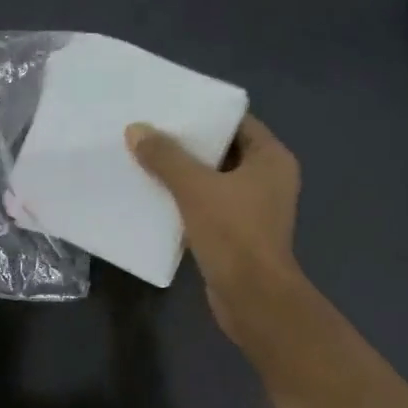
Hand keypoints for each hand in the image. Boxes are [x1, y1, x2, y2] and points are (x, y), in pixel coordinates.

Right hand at [126, 114, 301, 344]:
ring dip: (184, 177)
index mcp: (271, 159)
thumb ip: (166, 158)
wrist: (252, 298)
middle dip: (188, 147)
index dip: (204, 115)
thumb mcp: (195, 190)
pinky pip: (209, 210)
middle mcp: (268, 180)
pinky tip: (156, 200)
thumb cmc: (234, 235)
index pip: (237, 122)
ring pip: (214, 184)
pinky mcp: (238, 237)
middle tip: (149, 134)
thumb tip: (136, 130)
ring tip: (145, 162)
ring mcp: (254, 211)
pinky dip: (186, 205)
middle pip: (223, 152)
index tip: (169, 109)